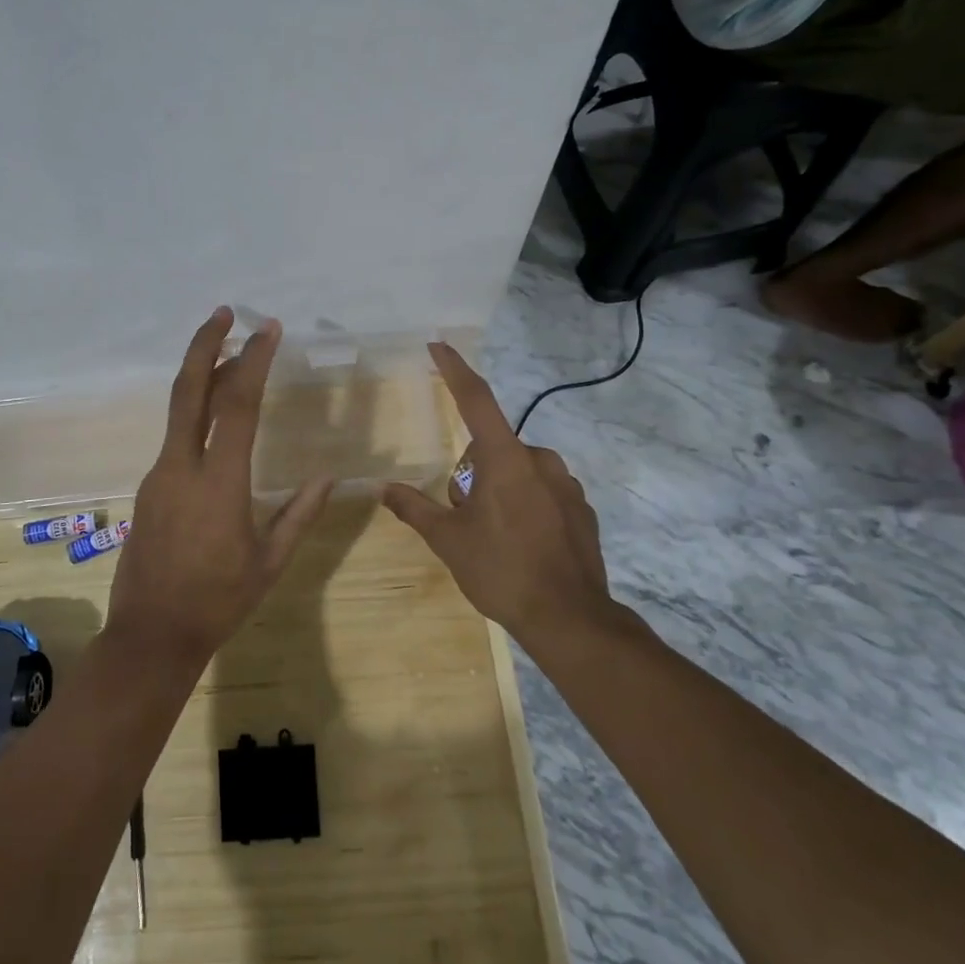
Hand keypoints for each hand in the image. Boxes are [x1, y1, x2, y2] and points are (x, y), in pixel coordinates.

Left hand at [106, 308, 334, 666]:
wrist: (151, 634)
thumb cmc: (218, 601)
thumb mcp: (269, 561)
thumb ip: (299, 514)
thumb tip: (329, 478)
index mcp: (219, 483)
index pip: (238, 406)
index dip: (253, 361)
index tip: (268, 329)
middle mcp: (181, 467)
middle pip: (189, 391)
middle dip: (206, 345)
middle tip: (224, 312)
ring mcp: (158, 476)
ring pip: (179, 411)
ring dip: (203, 377)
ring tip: (230, 357)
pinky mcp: (148, 488)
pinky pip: (175, 438)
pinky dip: (195, 412)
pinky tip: (215, 417)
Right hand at [382, 342, 635, 647]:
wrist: (570, 618)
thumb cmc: (501, 570)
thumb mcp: (448, 541)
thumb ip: (414, 508)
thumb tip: (382, 488)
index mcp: (504, 459)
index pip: (476, 400)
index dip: (455, 370)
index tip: (439, 345)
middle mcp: (539, 460)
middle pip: (492, 449)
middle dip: (472, 473)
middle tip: (466, 517)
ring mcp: (566, 484)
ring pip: (518, 471)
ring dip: (500, 489)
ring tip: (496, 538)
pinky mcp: (582, 508)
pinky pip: (543, 492)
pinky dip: (527, 506)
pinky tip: (525, 545)